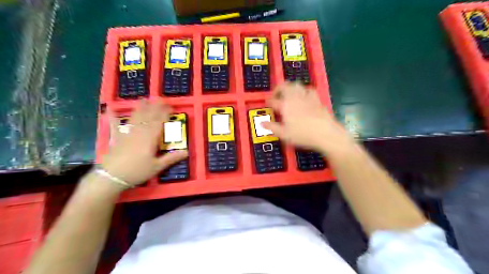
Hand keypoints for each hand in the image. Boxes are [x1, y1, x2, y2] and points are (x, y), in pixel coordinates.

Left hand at [99, 100, 187, 187]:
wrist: (111, 177)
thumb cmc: (137, 171)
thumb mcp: (157, 167)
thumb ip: (171, 158)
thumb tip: (187, 152)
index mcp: (150, 138)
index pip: (159, 122)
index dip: (165, 113)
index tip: (170, 106)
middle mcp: (139, 132)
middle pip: (148, 117)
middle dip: (155, 107)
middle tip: (160, 98)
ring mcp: (126, 133)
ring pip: (135, 118)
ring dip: (140, 108)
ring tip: (144, 99)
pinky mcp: (116, 137)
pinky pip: (114, 125)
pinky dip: (113, 116)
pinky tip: (110, 109)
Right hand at [264, 82, 355, 155]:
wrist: (325, 133)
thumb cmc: (302, 135)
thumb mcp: (284, 134)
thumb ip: (272, 127)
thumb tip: (262, 123)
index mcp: (285, 105)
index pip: (273, 100)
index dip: (268, 101)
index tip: (267, 104)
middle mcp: (295, 98)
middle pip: (284, 86)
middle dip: (278, 88)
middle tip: (276, 95)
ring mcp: (306, 97)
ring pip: (296, 85)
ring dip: (290, 87)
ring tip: (289, 94)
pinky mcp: (317, 99)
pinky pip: (309, 89)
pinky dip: (304, 91)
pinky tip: (304, 96)